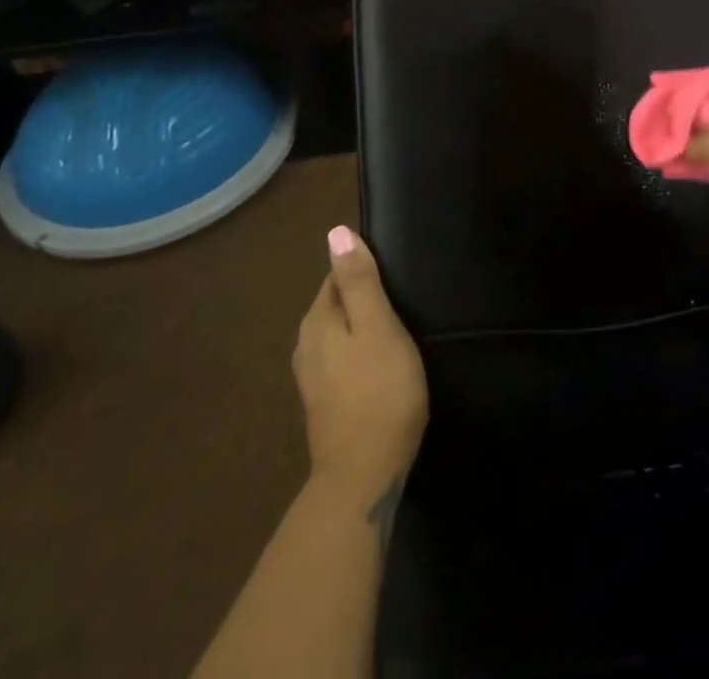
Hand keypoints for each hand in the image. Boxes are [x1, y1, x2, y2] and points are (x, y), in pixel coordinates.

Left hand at [293, 226, 427, 510]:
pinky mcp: (324, 402)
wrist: (363, 477)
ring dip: (363, 327)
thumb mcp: (378, 326)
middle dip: (364, 297)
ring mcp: (312, 377)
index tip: (396, 275)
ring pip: (339, 333)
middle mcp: (306, 344)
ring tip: (397, 330)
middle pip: (337, 303)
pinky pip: (342, 359)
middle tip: (403, 301)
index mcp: (317, 321)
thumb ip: (359, 280)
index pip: (337, 274)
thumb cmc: (379, 392)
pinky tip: (381, 364)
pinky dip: (360, 353)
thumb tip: (336, 231)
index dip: (366, 269)